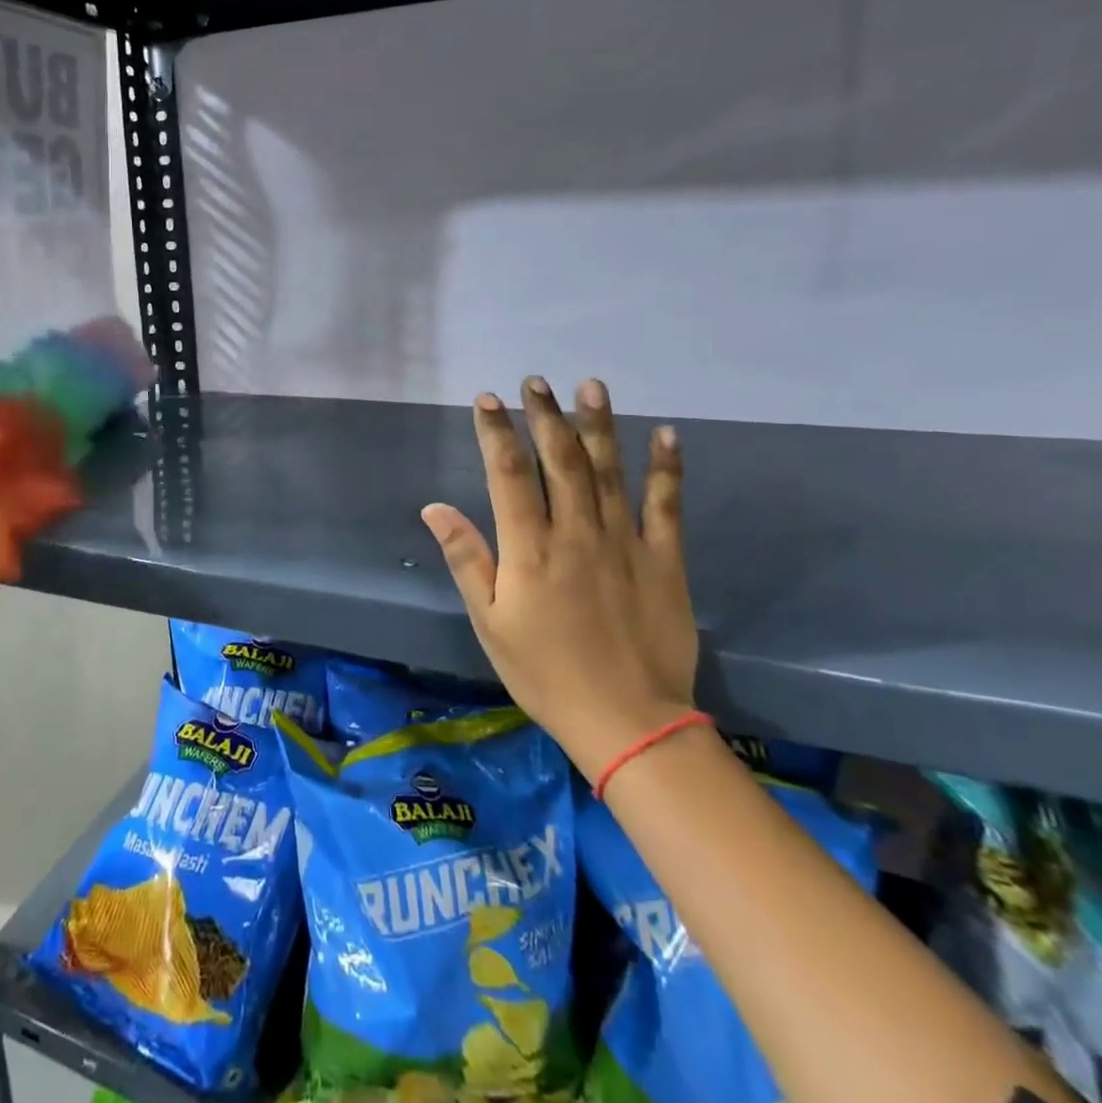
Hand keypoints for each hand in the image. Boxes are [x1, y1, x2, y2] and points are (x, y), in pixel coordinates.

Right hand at [421, 378, 697, 777]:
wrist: (629, 721)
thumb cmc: (545, 673)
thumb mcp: (490, 621)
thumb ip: (466, 559)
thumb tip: (435, 508)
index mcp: (530, 548)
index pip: (508, 474)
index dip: (496, 432)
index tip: (488, 399)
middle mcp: (576, 532)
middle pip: (559, 460)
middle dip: (545, 416)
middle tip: (536, 381)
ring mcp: (624, 541)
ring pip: (608, 470)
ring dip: (598, 425)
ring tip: (590, 386)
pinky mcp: (664, 559)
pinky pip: (666, 504)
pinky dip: (666, 467)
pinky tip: (665, 433)